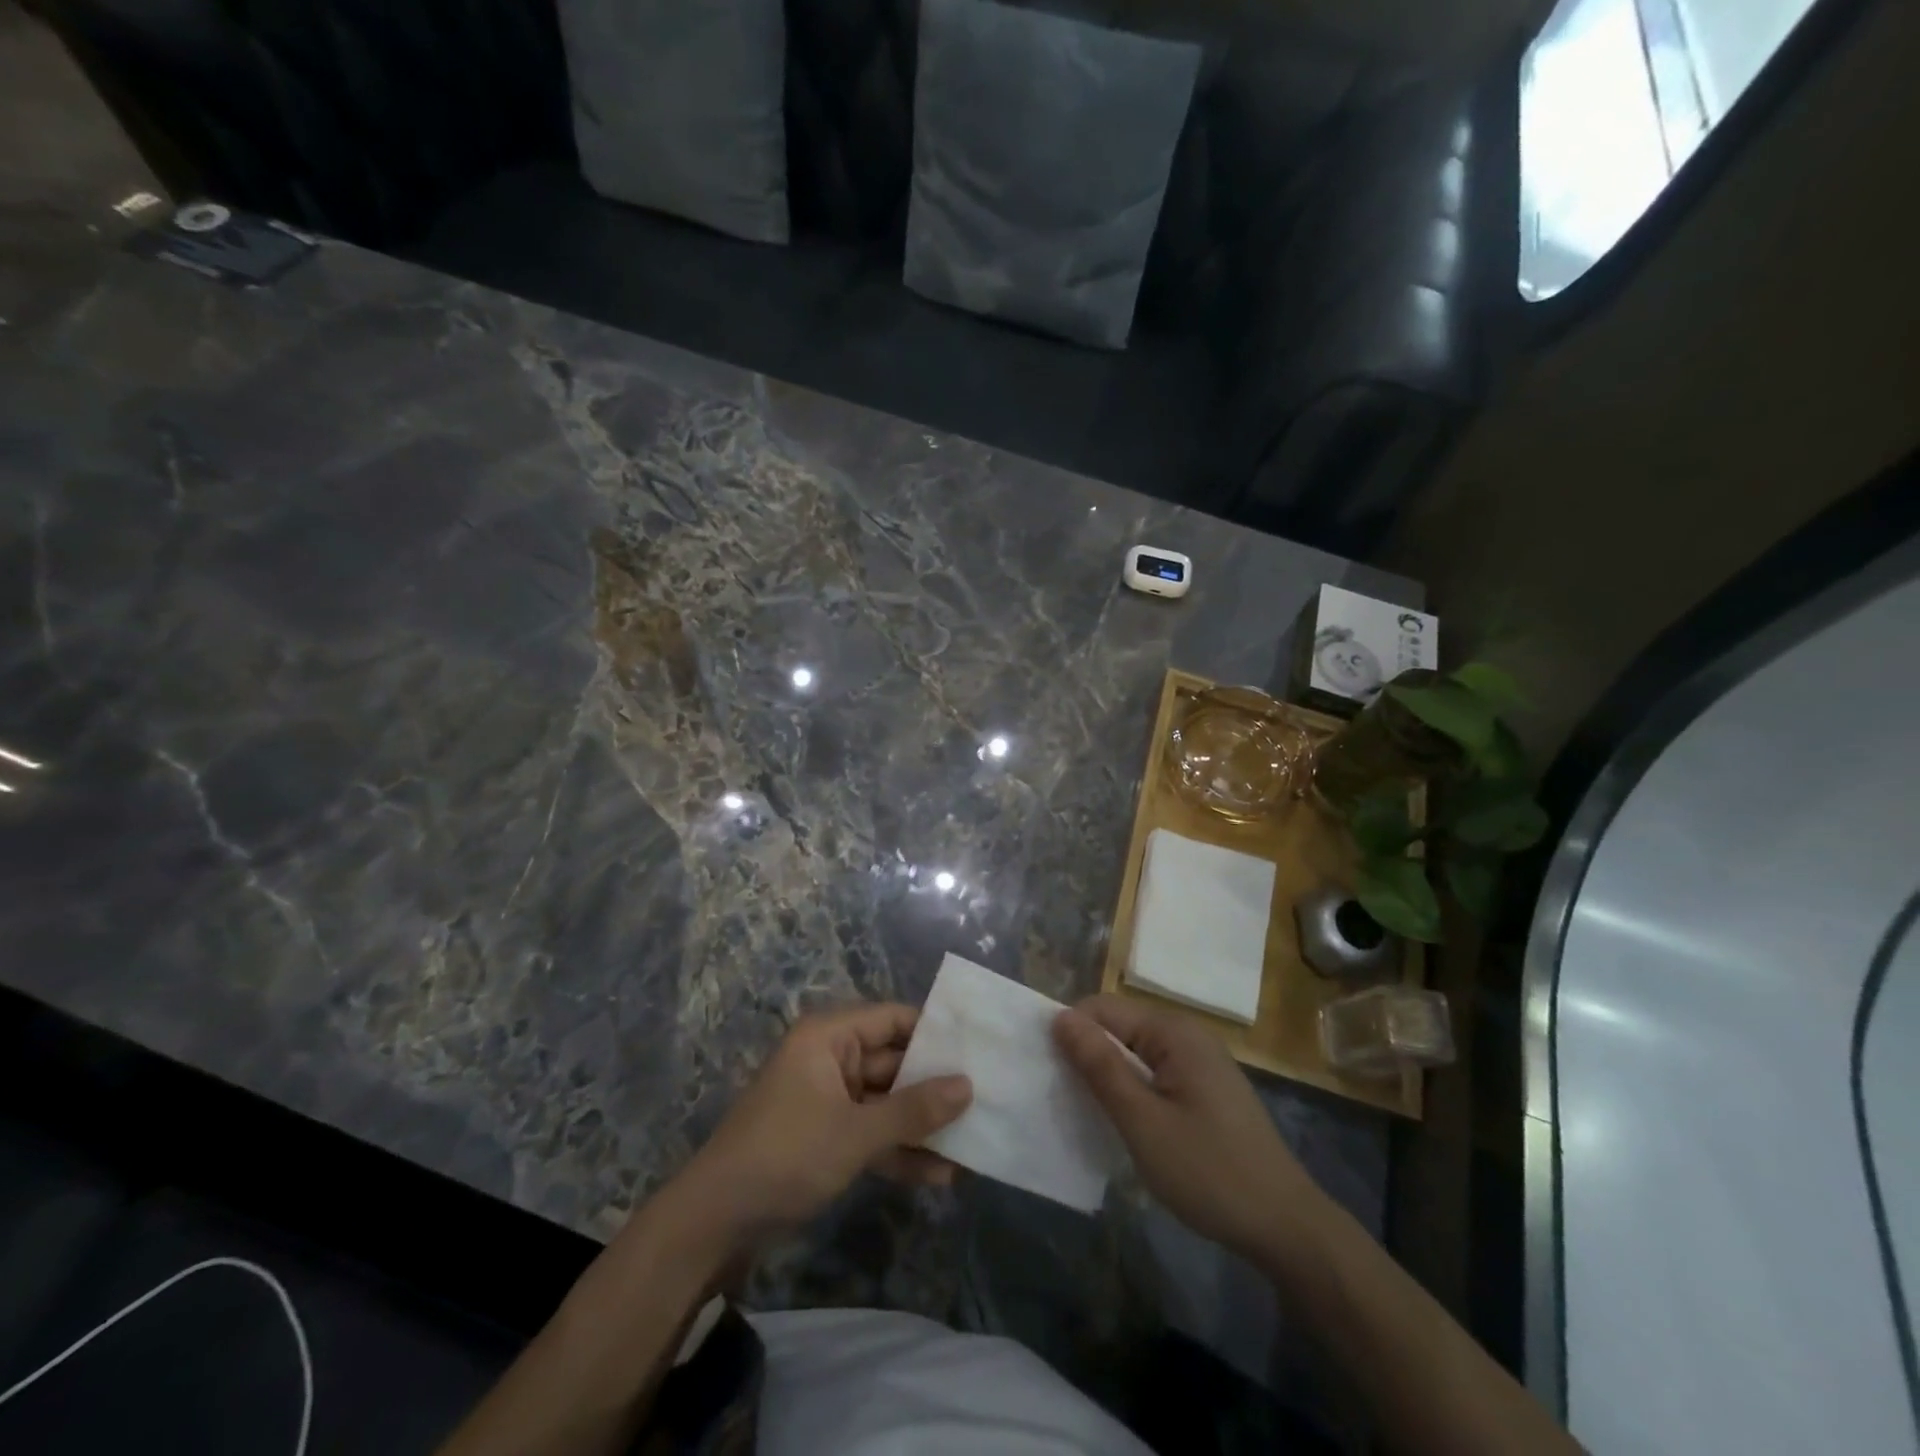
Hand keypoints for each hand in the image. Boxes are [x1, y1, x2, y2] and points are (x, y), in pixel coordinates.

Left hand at [671, 1003, 971, 1251]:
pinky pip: (872, 1134)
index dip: (936, 1032)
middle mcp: (831, 1059)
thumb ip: (913, 1110)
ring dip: (922, 1125)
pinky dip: (900, 1151)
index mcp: (830, 1037)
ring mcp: (829, 1101)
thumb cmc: (785, 1156)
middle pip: (895, 1063)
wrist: (712, 1225)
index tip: (980, 1048)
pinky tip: (941, 1176)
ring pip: (887, 1103)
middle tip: (989, 1098)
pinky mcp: (826, 1139)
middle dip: (936, 1087)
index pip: (894, 1019)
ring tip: (974, 1143)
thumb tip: (968, 1086)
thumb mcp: (855, 1133)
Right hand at [1054, 995, 1325, 1259]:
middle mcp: (1187, 1034)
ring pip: (1135, 1053)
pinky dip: (1133, 1091)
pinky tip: (1126, 1123)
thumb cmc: (1209, 1171)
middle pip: (1119, 1027)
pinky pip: (1155, 1073)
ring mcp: (1200, 1061)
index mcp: (1173, 1030)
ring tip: (1088, 1113)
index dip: (1071, 1033)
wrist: (1286, 1226)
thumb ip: (1100, 1066)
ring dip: (1110, 1077)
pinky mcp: (1206, 1088)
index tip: (1047, 1071)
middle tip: (1064, 1099)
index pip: (1102, 1008)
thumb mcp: (1143, 1122)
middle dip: (1088, 1055)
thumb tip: (1061, 1017)